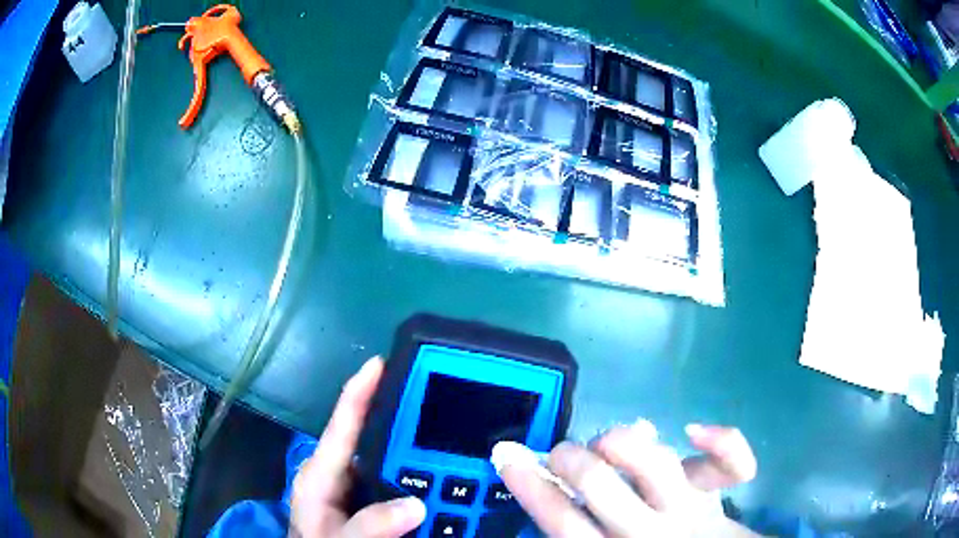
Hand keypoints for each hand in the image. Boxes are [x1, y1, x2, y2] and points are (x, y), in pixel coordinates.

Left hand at [289, 357, 426, 537]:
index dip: (360, 390)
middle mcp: (338, 474)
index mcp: (321, 475)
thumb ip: (370, 524)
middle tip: (436, 396)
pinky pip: (398, 480)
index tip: (382, 362)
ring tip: (449, 433)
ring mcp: (354, 487)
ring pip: (389, 459)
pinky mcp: (370, 501)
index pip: (342, 424)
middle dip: (401, 416)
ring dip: (416, 449)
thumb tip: (415, 504)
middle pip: (371, 437)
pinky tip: (442, 475)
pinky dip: (419, 475)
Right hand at [497, 420, 758, 536]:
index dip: (531, 486)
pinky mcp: (718, 494)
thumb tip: (568, 491)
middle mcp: (648, 533)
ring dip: (621, 443)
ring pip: (653, 463)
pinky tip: (694, 431)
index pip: (562, 521)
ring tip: (607, 442)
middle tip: (562, 452)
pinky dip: (720, 443)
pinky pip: (730, 465)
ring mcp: (689, 510)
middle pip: (600, 486)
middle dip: (572, 459)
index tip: (507, 455)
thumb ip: (586, 531)